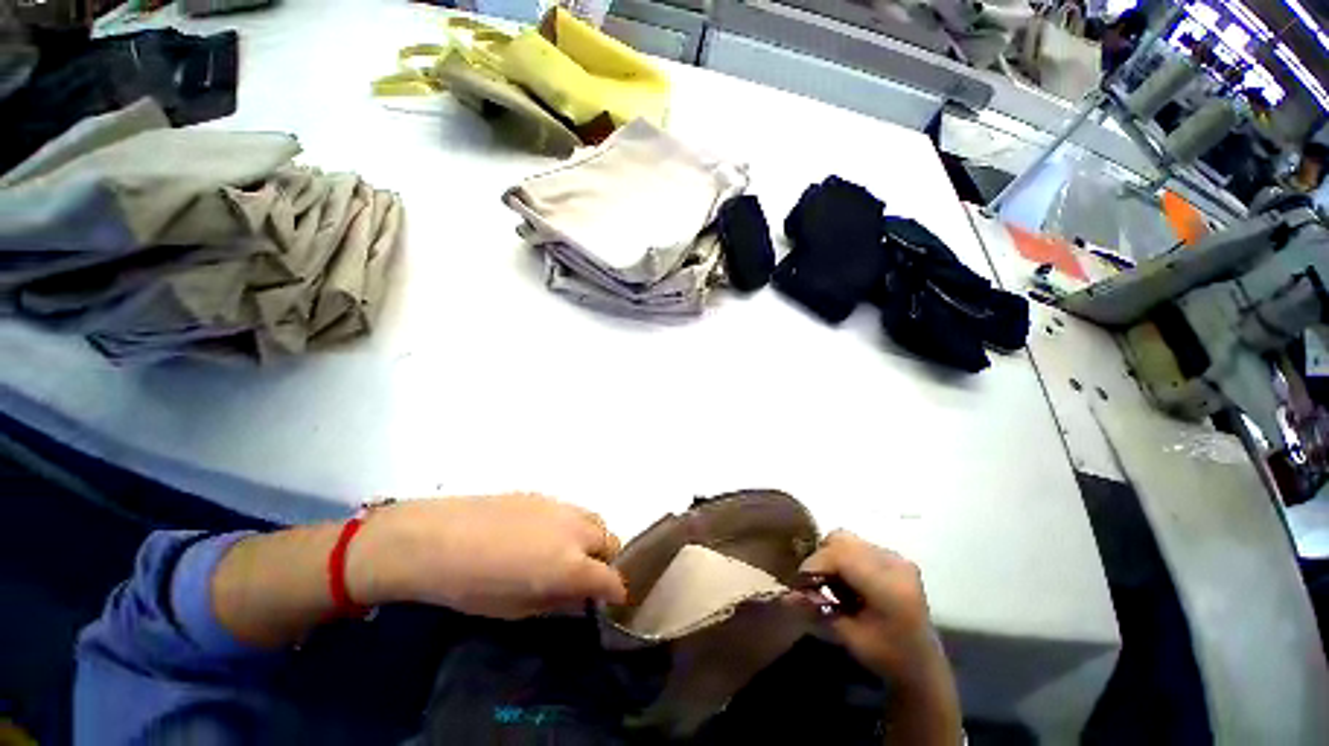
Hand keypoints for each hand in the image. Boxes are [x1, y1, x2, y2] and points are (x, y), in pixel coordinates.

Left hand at [346, 494, 626, 618]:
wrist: (438, 539)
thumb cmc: (474, 587)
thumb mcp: (518, 609)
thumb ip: (558, 603)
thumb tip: (580, 600)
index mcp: (571, 566)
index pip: (611, 578)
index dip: (615, 591)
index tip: (612, 599)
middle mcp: (575, 531)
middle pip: (610, 540)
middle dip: (606, 560)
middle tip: (587, 575)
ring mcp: (561, 507)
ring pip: (594, 520)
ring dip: (592, 538)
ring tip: (568, 553)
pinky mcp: (544, 495)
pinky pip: (571, 510)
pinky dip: (571, 524)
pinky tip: (543, 535)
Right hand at [798, 531, 948, 686]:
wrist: (923, 666)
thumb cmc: (887, 657)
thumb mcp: (849, 637)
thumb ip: (817, 611)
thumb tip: (785, 595)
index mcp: (889, 587)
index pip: (841, 555)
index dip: (815, 564)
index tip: (800, 583)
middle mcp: (895, 564)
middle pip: (843, 540)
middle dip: (821, 558)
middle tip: (815, 582)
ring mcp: (897, 558)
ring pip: (848, 540)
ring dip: (832, 556)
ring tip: (832, 583)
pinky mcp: (896, 558)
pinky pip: (859, 546)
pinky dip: (845, 558)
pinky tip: (847, 581)